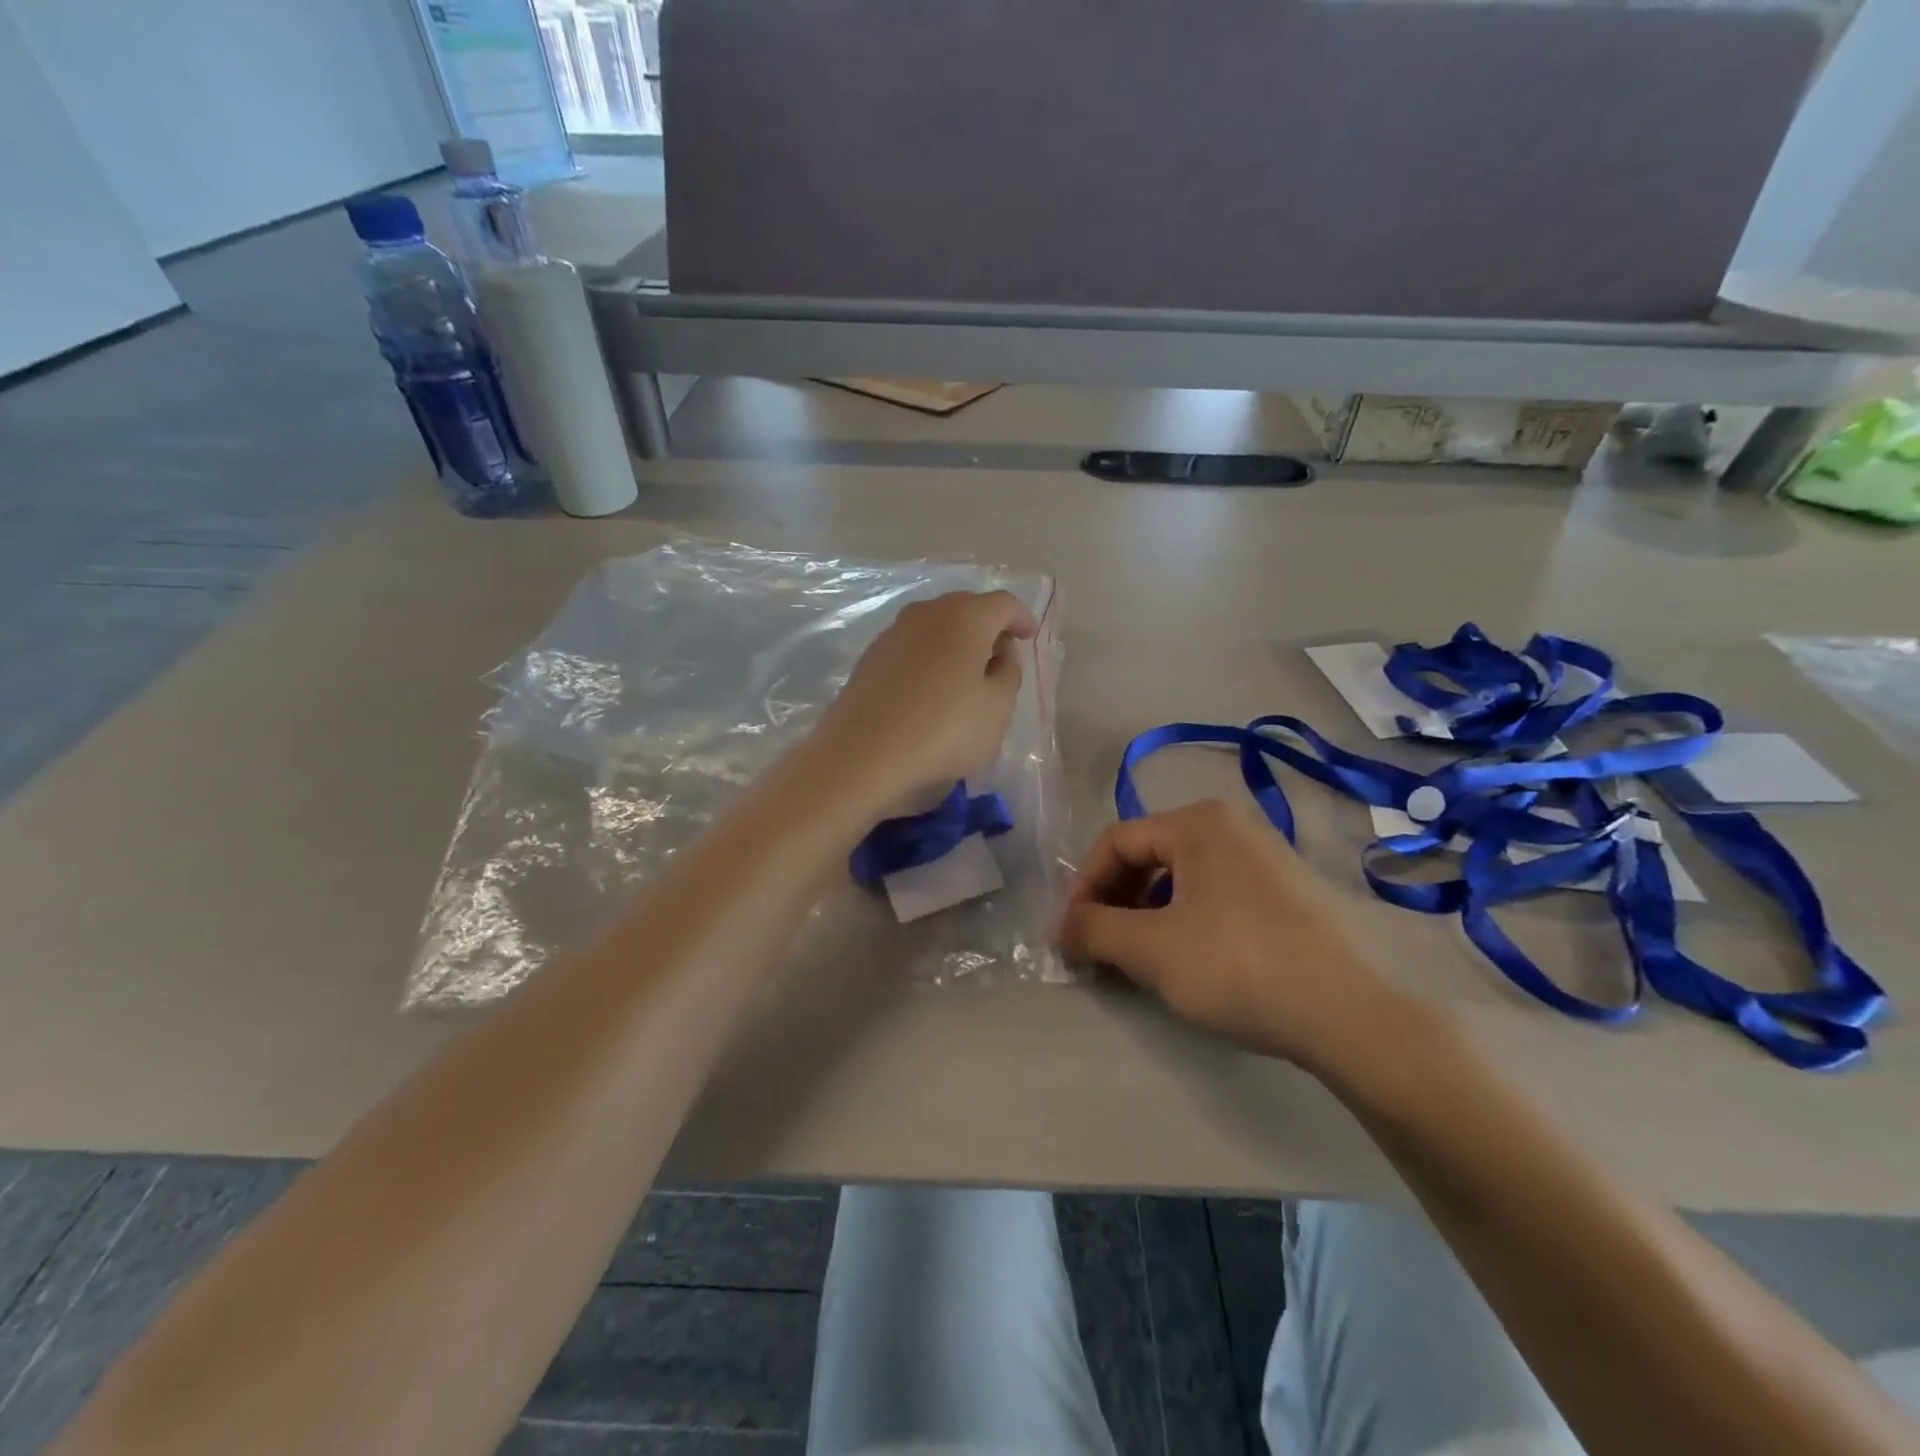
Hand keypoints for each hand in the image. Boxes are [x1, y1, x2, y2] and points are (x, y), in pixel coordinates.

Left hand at [813, 590, 1038, 807]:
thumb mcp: (997, 708)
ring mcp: (893, 632)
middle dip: (988, 626)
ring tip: (967, 672)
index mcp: (965, 617)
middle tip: (1001, 654)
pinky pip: (913, 645)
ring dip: (957, 640)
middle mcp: (927, 613)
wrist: (863, 753)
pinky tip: (933, 686)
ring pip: (936, 625)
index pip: (1003, 604)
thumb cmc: (943, 730)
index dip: (1021, 618)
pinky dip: (930, 655)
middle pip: (966, 608)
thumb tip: (1000, 653)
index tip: (1029, 636)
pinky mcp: (871, 656)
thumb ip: (1008, 673)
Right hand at [1057, 800, 1418, 1076]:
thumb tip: (1060, 928)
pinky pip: (1213, 894)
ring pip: (1179, 878)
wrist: (1349, 1015)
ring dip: (1145, 914)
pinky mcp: (1284, 892)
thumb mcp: (1149, 949)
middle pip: (1148, 856)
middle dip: (1114, 902)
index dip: (1083, 887)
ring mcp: (1263, 857)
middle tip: (1100, 949)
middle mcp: (1230, 826)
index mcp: (1197, 822)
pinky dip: (1182, 920)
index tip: (1071, 934)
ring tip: (1138, 959)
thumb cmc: (1237, 966)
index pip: (1115, 841)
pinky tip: (1186, 960)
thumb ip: (1092, 930)